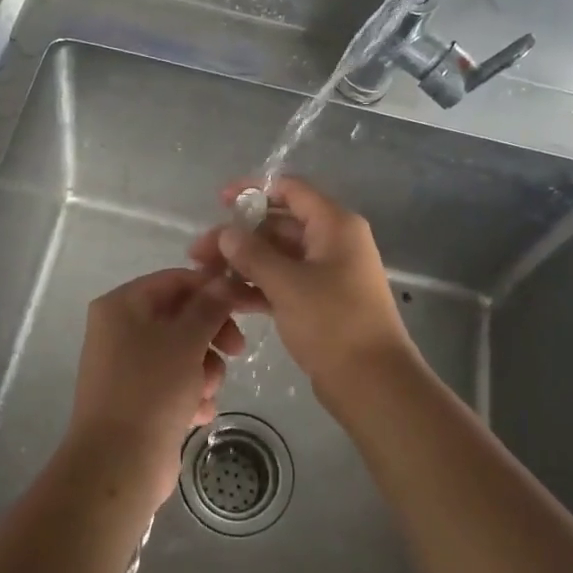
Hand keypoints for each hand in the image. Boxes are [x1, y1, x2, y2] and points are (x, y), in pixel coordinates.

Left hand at [65, 268, 246, 509]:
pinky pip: (174, 383)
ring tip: (206, 393)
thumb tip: (226, 280)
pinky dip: (191, 395)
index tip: (246, 304)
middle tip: (237, 351)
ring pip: (183, 352)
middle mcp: (120, 329)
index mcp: (122, 305)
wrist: (118, 464)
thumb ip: (210, 306)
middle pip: (181, 317)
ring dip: (205, 370)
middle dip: (212, 336)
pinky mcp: (138, 398)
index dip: (213, 289)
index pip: (175, 280)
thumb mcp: (187, 340)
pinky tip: (198, 413)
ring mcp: (128, 366)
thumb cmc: (151, 389)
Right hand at [189, 176, 417, 400]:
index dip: (254, 189)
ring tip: (204, 277)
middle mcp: (332, 242)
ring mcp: (327, 273)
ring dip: (243, 263)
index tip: (219, 201)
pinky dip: (257, 287)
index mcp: (334, 225)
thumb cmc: (334, 322)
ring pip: (278, 256)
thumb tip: (225, 233)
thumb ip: (252, 254)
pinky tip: (226, 299)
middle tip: (198, 253)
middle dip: (239, 236)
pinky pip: (283, 283)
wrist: (373, 383)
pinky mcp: (319, 302)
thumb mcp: (287, 284)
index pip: (291, 190)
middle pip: (279, 224)